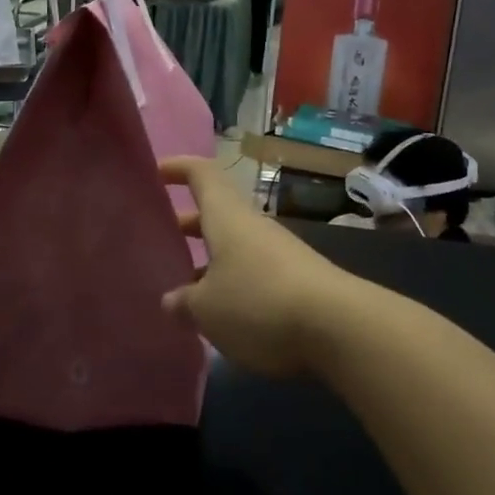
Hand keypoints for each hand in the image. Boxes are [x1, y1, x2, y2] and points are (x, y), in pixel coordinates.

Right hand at [161, 157, 351, 378]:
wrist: (338, 326)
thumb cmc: (258, 302)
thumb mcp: (207, 310)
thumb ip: (184, 302)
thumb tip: (171, 299)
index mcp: (227, 218)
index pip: (202, 174)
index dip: (178, 168)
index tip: (156, 173)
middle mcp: (253, 226)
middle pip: (218, 212)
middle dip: (188, 223)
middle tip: (161, 239)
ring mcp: (278, 252)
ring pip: (235, 245)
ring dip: (209, 259)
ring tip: (183, 285)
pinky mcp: (297, 280)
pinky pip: (254, 271)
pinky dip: (232, 282)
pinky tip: (222, 312)